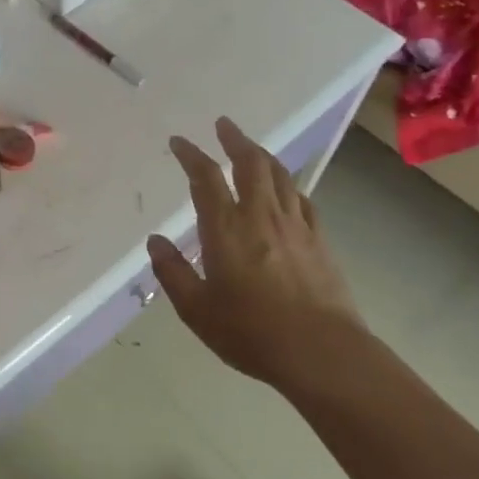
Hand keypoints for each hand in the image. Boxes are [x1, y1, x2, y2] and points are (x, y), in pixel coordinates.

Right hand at [148, 117, 366, 392]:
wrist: (323, 353)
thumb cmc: (251, 332)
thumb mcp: (197, 309)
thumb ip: (173, 272)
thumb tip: (156, 241)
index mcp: (225, 228)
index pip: (205, 177)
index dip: (191, 155)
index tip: (179, 142)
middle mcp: (260, 216)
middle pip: (250, 163)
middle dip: (234, 139)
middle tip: (223, 125)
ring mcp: (295, 226)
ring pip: (279, 176)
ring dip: (262, 155)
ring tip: (252, 148)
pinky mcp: (320, 241)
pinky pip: (303, 200)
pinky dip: (289, 186)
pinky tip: (287, 190)